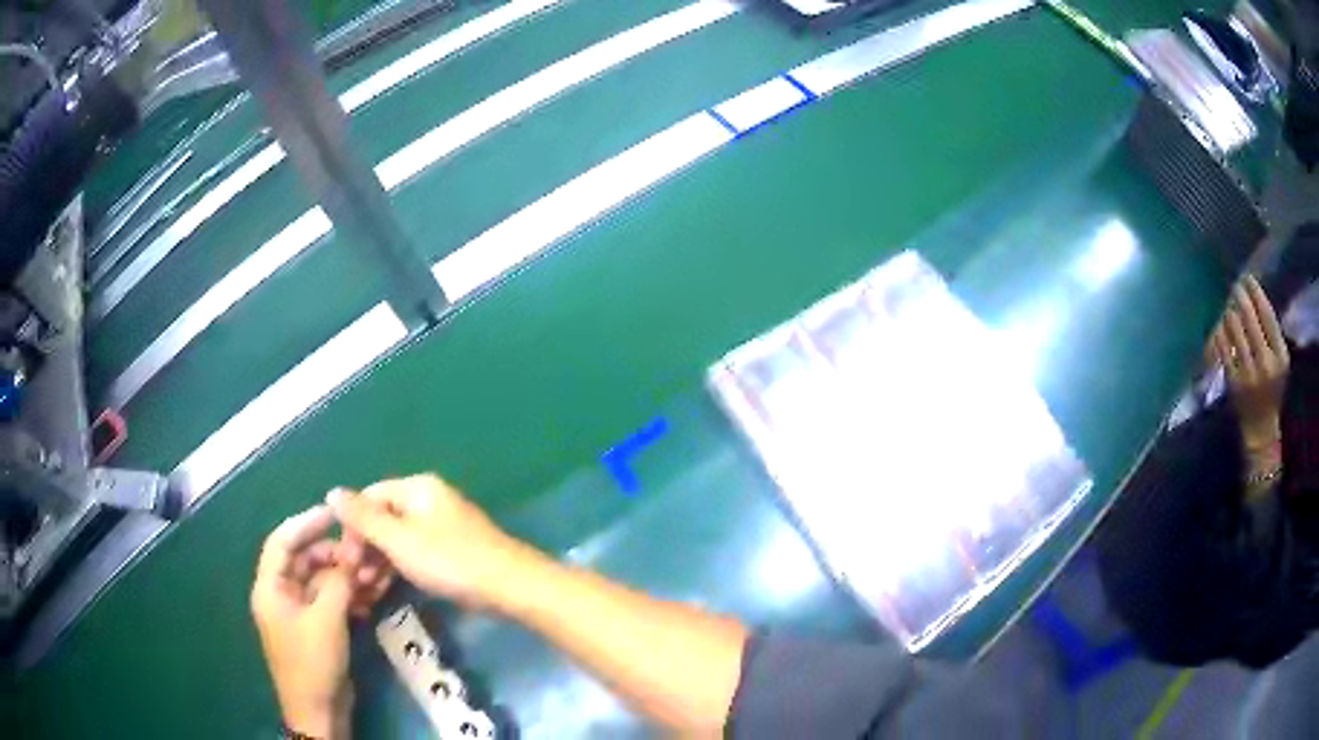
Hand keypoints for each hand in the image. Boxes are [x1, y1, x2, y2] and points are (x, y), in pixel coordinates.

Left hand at [251, 506, 391, 737]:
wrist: (319, 710)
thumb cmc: (313, 662)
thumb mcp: (327, 619)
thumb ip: (339, 581)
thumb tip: (353, 551)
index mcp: (270, 587)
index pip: (281, 542)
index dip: (305, 523)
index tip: (334, 513)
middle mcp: (280, 594)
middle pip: (304, 560)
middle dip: (332, 554)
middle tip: (362, 552)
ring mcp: (298, 611)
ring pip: (320, 581)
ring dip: (344, 576)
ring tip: (371, 576)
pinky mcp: (315, 627)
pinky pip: (329, 600)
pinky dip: (346, 596)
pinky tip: (368, 599)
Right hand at [327, 475, 528, 612]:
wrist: (509, 586)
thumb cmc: (449, 560)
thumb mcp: (399, 540)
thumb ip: (364, 518)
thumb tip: (332, 492)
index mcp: (417, 488)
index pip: (370, 497)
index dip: (352, 524)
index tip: (344, 557)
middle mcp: (429, 499)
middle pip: (384, 517)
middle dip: (365, 545)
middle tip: (353, 576)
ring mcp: (442, 524)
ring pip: (399, 537)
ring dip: (379, 559)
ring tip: (366, 586)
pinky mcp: (452, 549)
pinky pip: (415, 551)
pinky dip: (399, 566)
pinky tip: (386, 586)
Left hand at [1210, 276, 1289, 448]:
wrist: (1260, 426)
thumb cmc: (1273, 387)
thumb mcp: (1280, 360)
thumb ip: (1272, 333)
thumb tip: (1255, 295)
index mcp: (1280, 356)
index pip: (1267, 314)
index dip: (1256, 292)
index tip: (1248, 279)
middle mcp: (1265, 362)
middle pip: (1249, 316)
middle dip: (1240, 296)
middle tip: (1236, 287)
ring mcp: (1248, 372)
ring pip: (1234, 325)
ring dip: (1230, 311)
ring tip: (1230, 306)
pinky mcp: (1232, 380)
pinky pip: (1222, 344)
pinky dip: (1220, 329)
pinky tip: (1221, 325)